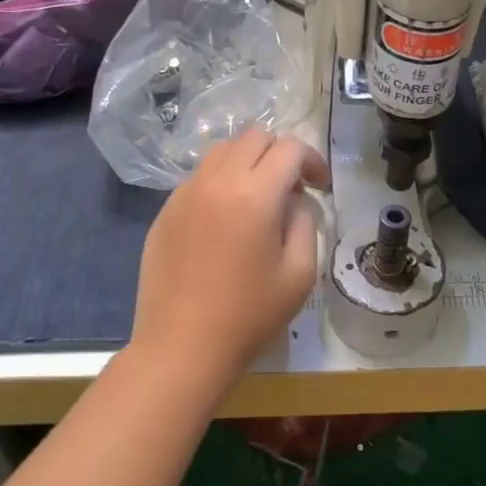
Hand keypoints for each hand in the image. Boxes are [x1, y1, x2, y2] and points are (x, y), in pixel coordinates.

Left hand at [129, 129, 329, 393]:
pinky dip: (220, 182)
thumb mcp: (299, 272)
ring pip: (222, 151)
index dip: (312, 160)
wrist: (181, 347)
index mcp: (254, 193)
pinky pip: (199, 177)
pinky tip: (225, 221)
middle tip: (291, 189)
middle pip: (254, 137)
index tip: (320, 186)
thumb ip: (304, 222)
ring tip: (257, 199)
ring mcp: (185, 192)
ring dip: (248, 163)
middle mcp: (217, 180)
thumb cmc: (249, 315)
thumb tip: (293, 199)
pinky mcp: (165, 210)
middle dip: (280, 154)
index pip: (289, 148)